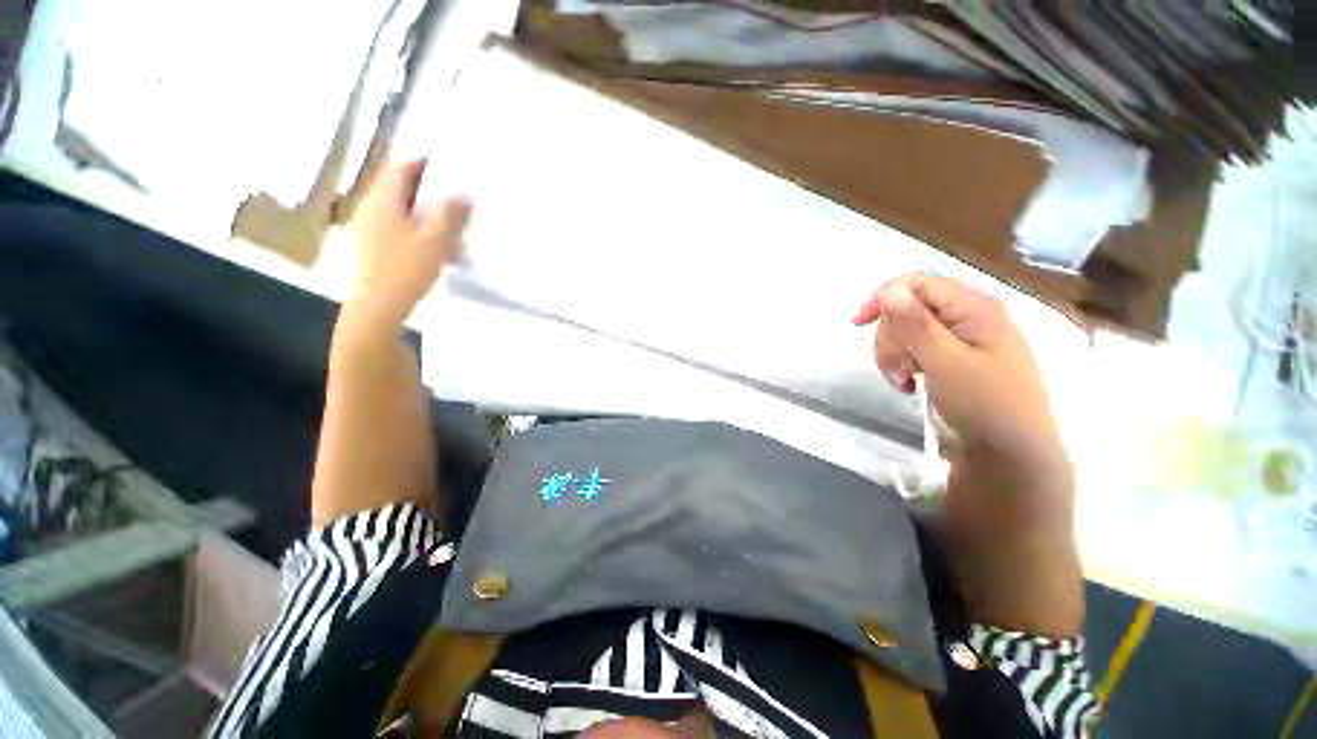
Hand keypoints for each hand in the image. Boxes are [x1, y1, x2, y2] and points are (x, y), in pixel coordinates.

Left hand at [345, 159, 471, 328]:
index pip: (401, 167)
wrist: (378, 307)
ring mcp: (368, 227)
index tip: (447, 162)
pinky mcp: (372, 246)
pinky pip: (396, 225)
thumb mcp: (435, 240)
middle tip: (452, 189)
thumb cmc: (406, 269)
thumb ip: (449, 214)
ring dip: (421, 207)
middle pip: (398, 186)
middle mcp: (370, 207)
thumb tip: (463, 192)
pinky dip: (414, 224)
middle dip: (425, 185)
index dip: (422, 160)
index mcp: (383, 200)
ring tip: (447, 217)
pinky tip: (432, 241)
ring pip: (398, 207)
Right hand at [852, 274, 1061, 467]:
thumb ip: (917, 325)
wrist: (1013, 451)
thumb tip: (890, 292)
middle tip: (897, 369)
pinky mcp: (954, 356)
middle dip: (891, 338)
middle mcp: (967, 315)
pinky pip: (915, 349)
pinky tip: (910, 384)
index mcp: (972, 307)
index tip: (857, 324)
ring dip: (895, 355)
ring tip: (904, 381)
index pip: (915, 284)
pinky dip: (904, 364)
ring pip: (907, 331)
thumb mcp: (946, 363)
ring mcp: (961, 337)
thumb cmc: (985, 404)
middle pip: (907, 309)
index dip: (883, 299)